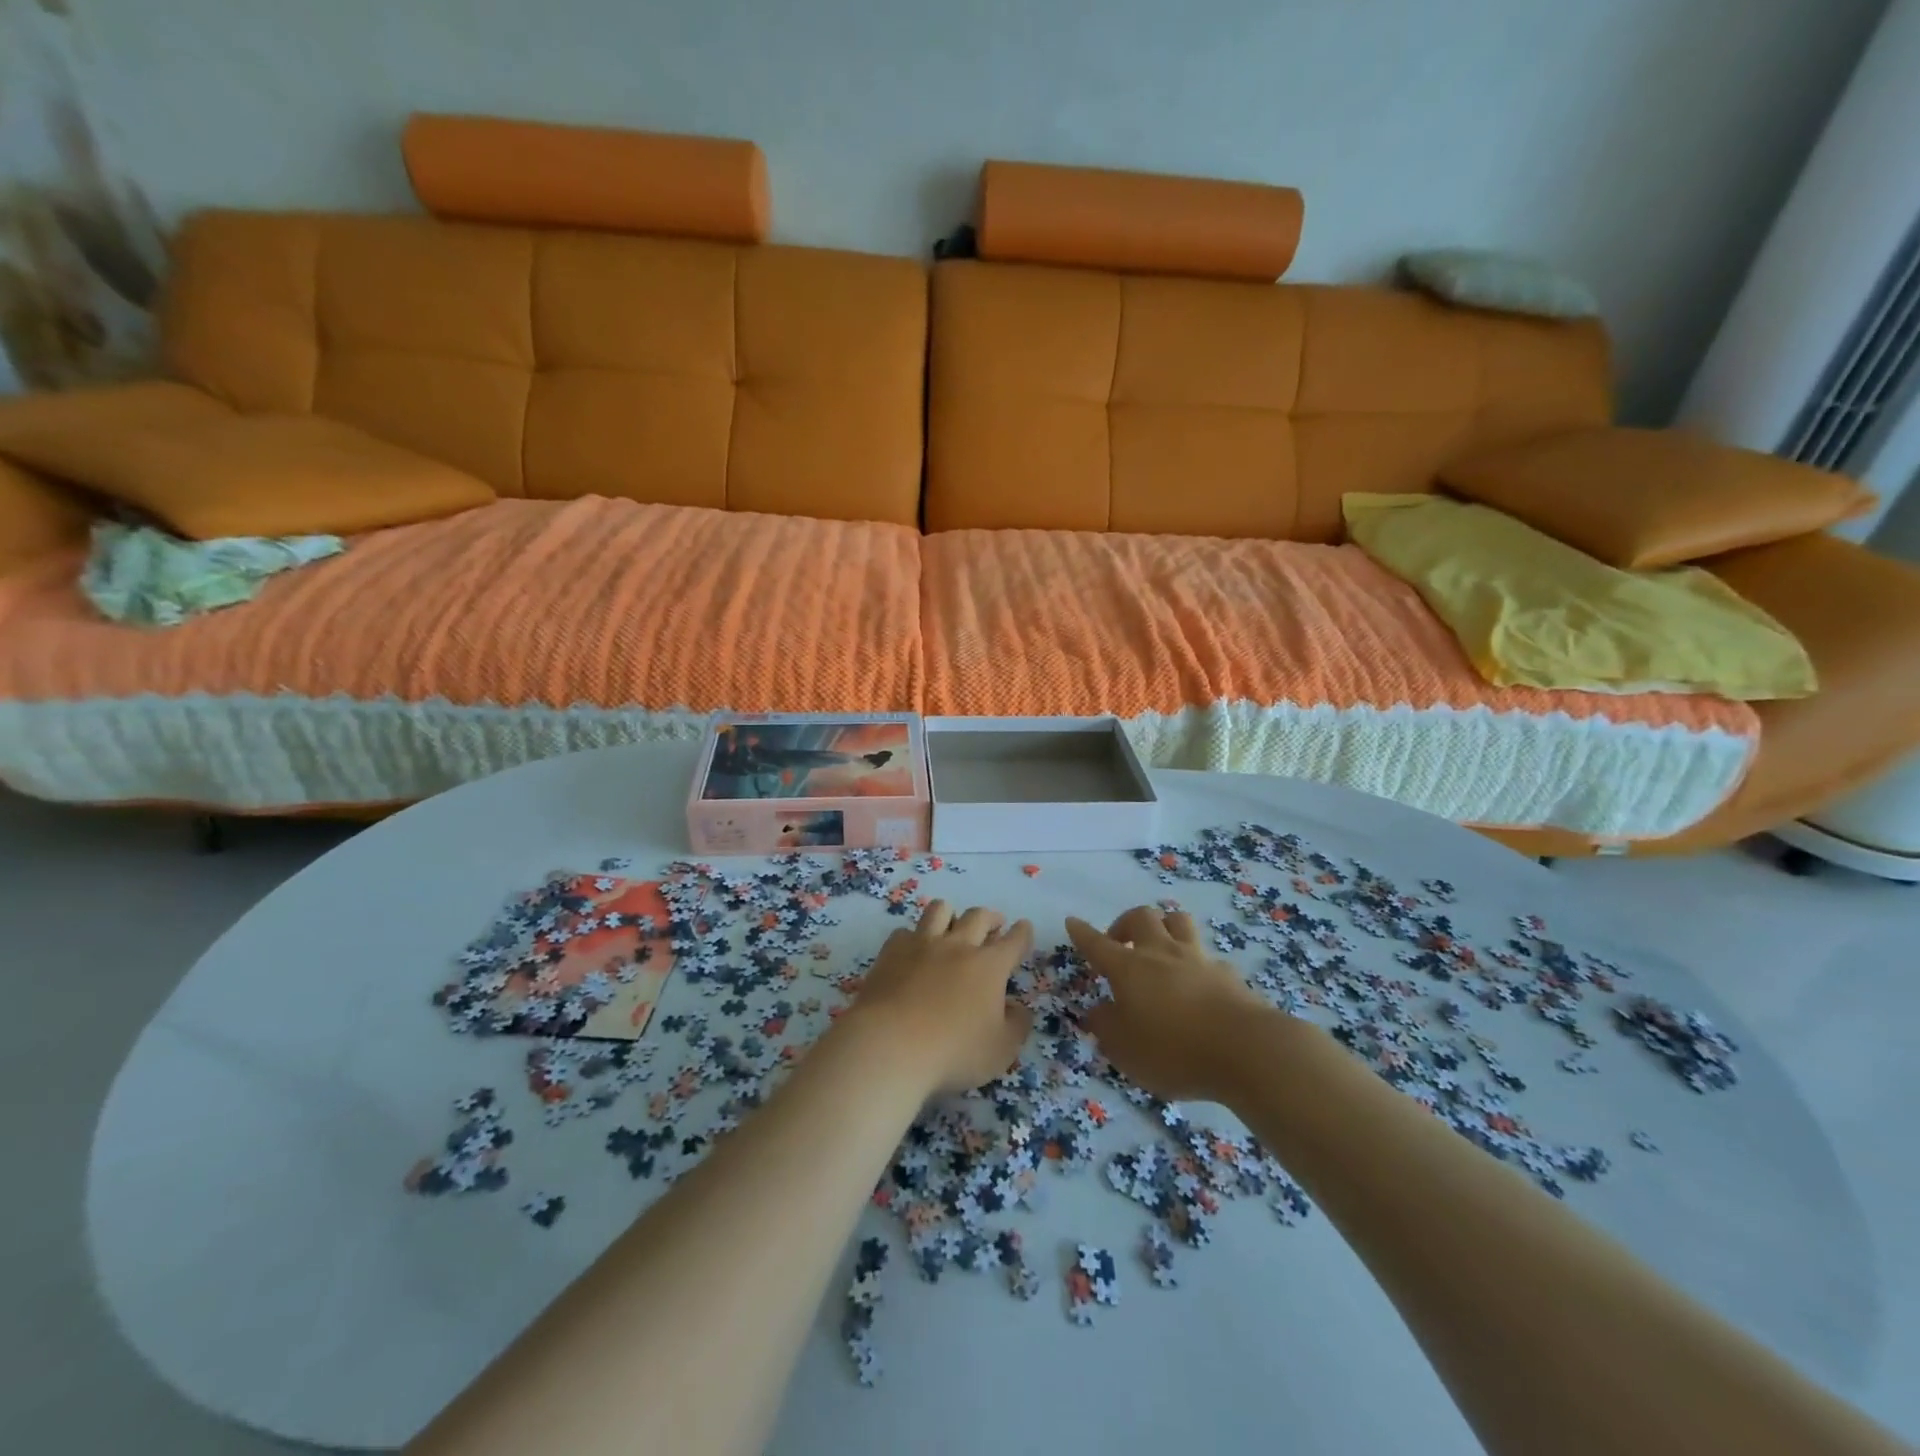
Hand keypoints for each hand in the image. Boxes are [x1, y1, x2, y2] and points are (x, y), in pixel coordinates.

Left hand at [847, 900, 1034, 1094]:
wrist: (891, 1045)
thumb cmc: (953, 1051)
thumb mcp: (1001, 1050)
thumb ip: (1017, 1025)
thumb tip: (1018, 1007)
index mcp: (990, 966)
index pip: (1013, 940)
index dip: (1022, 933)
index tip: (1024, 927)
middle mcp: (958, 946)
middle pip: (978, 916)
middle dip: (991, 917)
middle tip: (994, 924)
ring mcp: (922, 944)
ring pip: (940, 910)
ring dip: (951, 914)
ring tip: (952, 924)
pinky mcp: (891, 951)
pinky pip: (906, 931)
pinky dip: (914, 937)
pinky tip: (913, 950)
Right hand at [1068, 906, 1271, 1101]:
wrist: (1246, 1050)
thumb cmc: (1174, 1051)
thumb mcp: (1126, 1050)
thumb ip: (1107, 1028)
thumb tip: (1098, 1010)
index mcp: (1129, 968)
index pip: (1098, 944)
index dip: (1083, 933)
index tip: (1072, 922)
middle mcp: (1161, 954)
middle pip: (1141, 917)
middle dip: (1125, 923)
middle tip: (1120, 942)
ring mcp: (1198, 959)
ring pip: (1178, 922)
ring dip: (1164, 926)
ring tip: (1159, 945)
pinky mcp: (1228, 974)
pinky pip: (1207, 956)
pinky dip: (1197, 963)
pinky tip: (1198, 982)